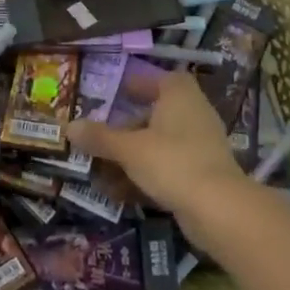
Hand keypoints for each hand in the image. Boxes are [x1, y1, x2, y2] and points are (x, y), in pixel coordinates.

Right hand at [67, 71, 243, 221]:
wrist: (219, 210)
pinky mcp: (204, 175)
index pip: (161, 79)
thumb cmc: (172, 162)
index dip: (139, 83)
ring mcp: (202, 146)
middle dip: (129, 125)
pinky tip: (122, 193)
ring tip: (104, 169)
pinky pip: (169, 167)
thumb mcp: (129, 149)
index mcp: (180, 96)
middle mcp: (194, 114)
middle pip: (157, 114)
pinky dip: (147, 175)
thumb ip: (100, 138)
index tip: (116, 92)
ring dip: (134, 155)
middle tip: (103, 135)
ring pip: (161, 144)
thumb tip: (69, 127)